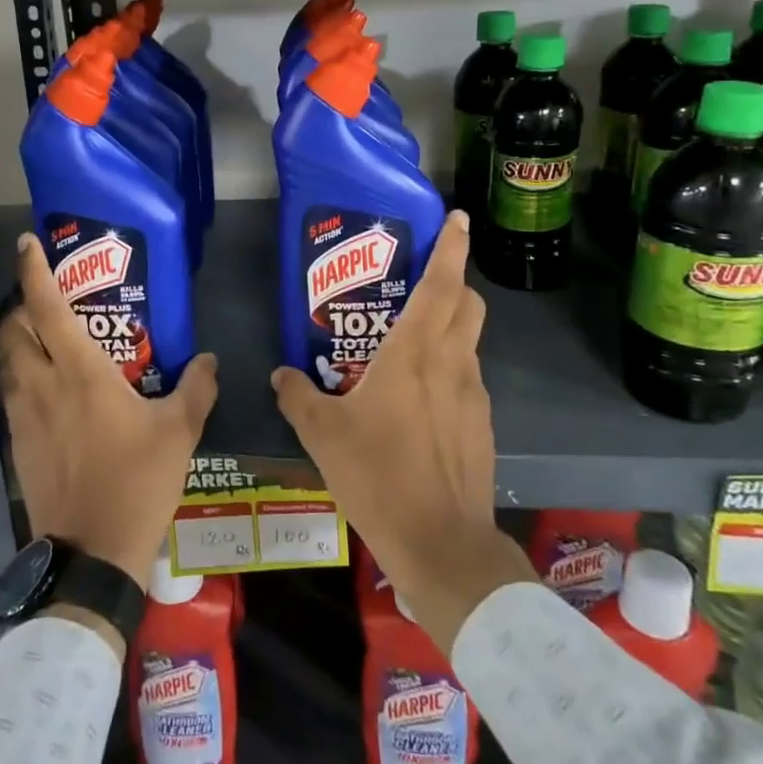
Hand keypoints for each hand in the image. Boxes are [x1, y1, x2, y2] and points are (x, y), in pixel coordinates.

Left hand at [0, 232, 218, 592]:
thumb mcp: (179, 432)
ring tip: (46, 345)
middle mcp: (42, 385)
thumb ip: (196, 389)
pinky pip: (11, 397)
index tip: (26, 243)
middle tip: (46, 303)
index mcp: (80, 372)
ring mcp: (23, 417)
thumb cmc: (137, 482)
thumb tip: (209, 359)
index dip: (33, 270)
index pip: (45, 307)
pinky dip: (21, 381)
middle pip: (11, 330)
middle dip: (20, 308)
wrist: (92, 554)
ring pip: (6, 364)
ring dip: (18, 345)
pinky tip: (48, 396)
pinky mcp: (16, 446)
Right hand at [273, 210, 532, 653]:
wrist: (442, 545)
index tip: (457, 217)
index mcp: (415, 352)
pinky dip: (449, 369)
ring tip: (409, 342)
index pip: (442, 283)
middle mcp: (452, 363)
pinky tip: (418, 400)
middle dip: (453, 281)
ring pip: (469, 341)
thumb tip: (280, 375)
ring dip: (449, 327)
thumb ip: (298, 397)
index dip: (451, 246)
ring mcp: (473, 395)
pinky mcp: (481, 425)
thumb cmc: (379, 476)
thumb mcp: (324, 435)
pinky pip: (467, 378)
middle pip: (467, 303)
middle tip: (420, 280)